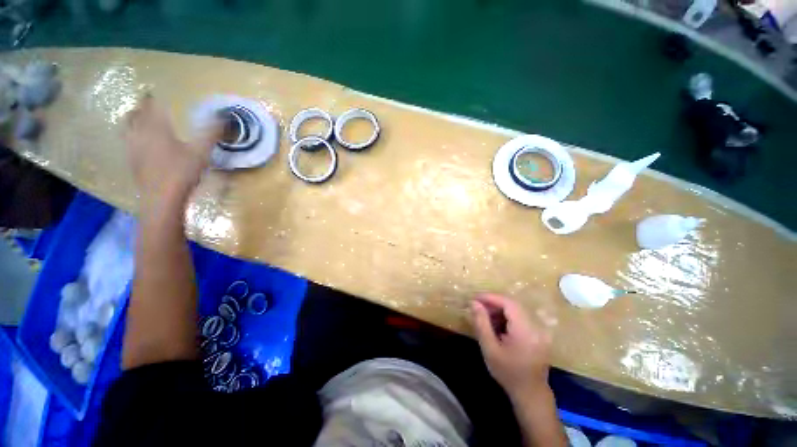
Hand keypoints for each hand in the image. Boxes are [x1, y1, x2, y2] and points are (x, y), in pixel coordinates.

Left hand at [123, 94, 219, 213]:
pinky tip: (136, 141)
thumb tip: (224, 117)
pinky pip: (127, 142)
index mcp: (157, 128)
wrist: (161, 197)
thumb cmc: (182, 171)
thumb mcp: (201, 152)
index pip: (152, 107)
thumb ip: (210, 133)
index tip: (151, 91)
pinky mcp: (131, 162)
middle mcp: (141, 134)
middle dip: (139, 107)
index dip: (151, 98)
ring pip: (127, 128)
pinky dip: (130, 136)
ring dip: (131, 120)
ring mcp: (133, 148)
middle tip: (144, 103)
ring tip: (135, 118)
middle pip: (135, 115)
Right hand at [471, 293, 551, 400]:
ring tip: (485, 316)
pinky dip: (507, 316)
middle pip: (513, 304)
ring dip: (499, 309)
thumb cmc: (508, 373)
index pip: (508, 303)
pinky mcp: (538, 332)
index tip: (475, 298)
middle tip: (477, 307)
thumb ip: (481, 323)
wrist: (530, 393)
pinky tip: (497, 324)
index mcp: (526, 330)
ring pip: (516, 309)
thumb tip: (474, 302)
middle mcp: (536, 326)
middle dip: (494, 303)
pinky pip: (520, 316)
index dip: (491, 297)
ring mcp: (539, 329)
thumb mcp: (490, 349)